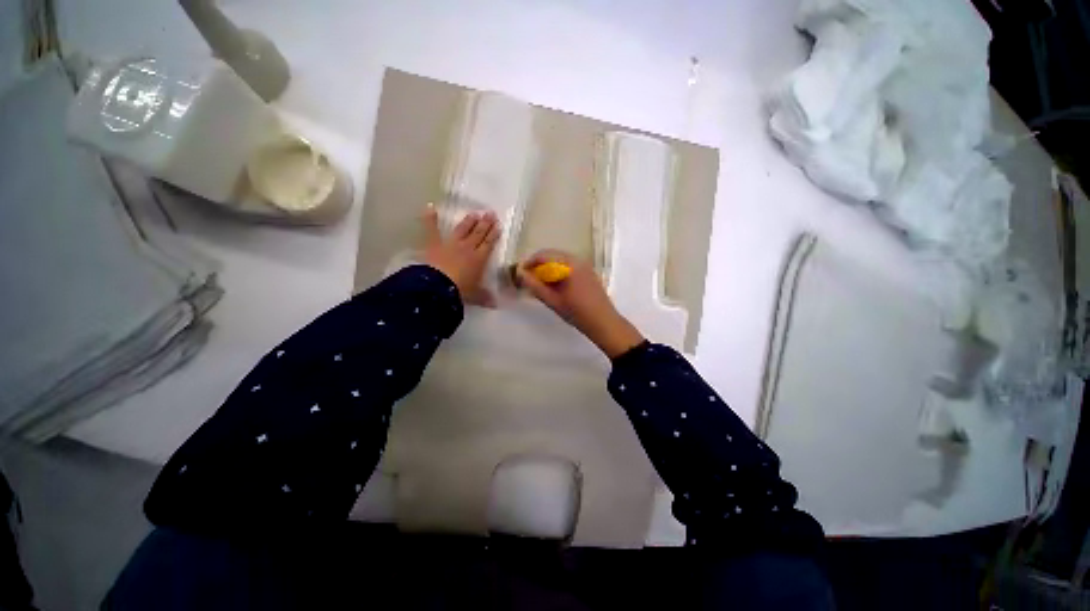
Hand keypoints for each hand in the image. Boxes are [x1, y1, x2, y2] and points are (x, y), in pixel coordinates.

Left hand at [422, 206, 498, 306]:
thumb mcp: (475, 295)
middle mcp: (467, 248)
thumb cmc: (460, 290)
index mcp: (479, 259)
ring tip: (474, 213)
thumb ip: (485, 297)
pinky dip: (430, 218)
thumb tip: (495, 305)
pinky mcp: (434, 244)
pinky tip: (430, 207)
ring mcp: (451, 244)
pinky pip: (432, 229)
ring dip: (469, 221)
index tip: (498, 225)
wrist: (439, 287)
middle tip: (490, 213)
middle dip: (485, 223)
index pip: (489, 244)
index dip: (493, 234)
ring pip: (462, 230)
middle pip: (478, 234)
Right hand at [517, 250, 643, 357]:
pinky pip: (570, 266)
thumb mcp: (553, 301)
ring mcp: (586, 265)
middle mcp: (578, 260)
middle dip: (539, 265)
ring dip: (549, 268)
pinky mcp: (589, 272)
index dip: (530, 262)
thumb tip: (520, 274)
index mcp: (570, 265)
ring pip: (561, 261)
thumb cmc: (577, 313)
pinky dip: (559, 271)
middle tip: (529, 279)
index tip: (521, 273)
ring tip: (541, 283)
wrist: (604, 323)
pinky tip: (556, 285)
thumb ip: (535, 286)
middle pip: (553, 255)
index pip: (544, 255)